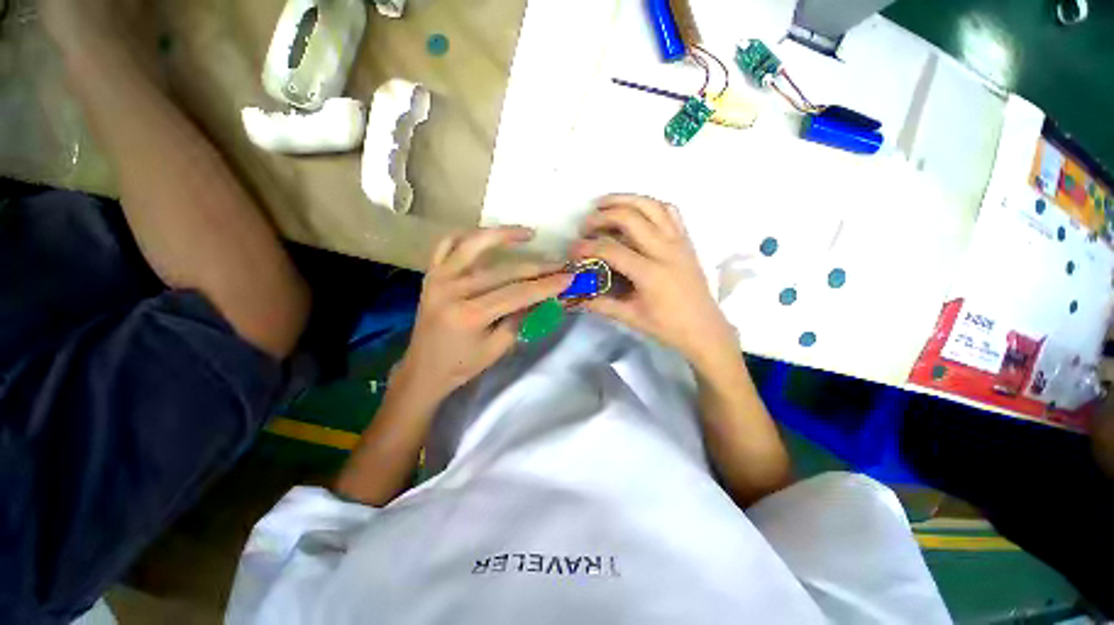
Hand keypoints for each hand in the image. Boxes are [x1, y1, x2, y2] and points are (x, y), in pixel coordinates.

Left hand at [397, 227, 572, 400]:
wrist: (423, 368)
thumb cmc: (462, 365)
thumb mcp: (498, 348)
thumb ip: (521, 318)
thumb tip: (542, 296)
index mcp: (469, 315)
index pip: (516, 293)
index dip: (545, 285)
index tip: (568, 276)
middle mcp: (452, 290)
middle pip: (503, 271)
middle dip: (536, 267)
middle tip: (559, 263)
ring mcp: (438, 277)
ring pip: (475, 244)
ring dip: (504, 235)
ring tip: (528, 233)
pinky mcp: (431, 274)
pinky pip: (448, 244)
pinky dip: (468, 235)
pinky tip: (488, 235)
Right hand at [570, 194, 737, 368]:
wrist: (705, 329)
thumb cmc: (667, 327)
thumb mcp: (630, 317)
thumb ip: (600, 304)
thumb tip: (573, 296)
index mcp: (650, 273)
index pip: (610, 249)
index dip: (586, 247)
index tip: (572, 251)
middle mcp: (665, 250)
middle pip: (629, 217)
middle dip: (602, 216)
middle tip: (585, 225)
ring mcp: (679, 241)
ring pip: (651, 206)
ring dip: (625, 200)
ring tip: (604, 204)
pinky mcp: (687, 240)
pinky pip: (670, 211)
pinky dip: (650, 205)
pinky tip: (637, 210)